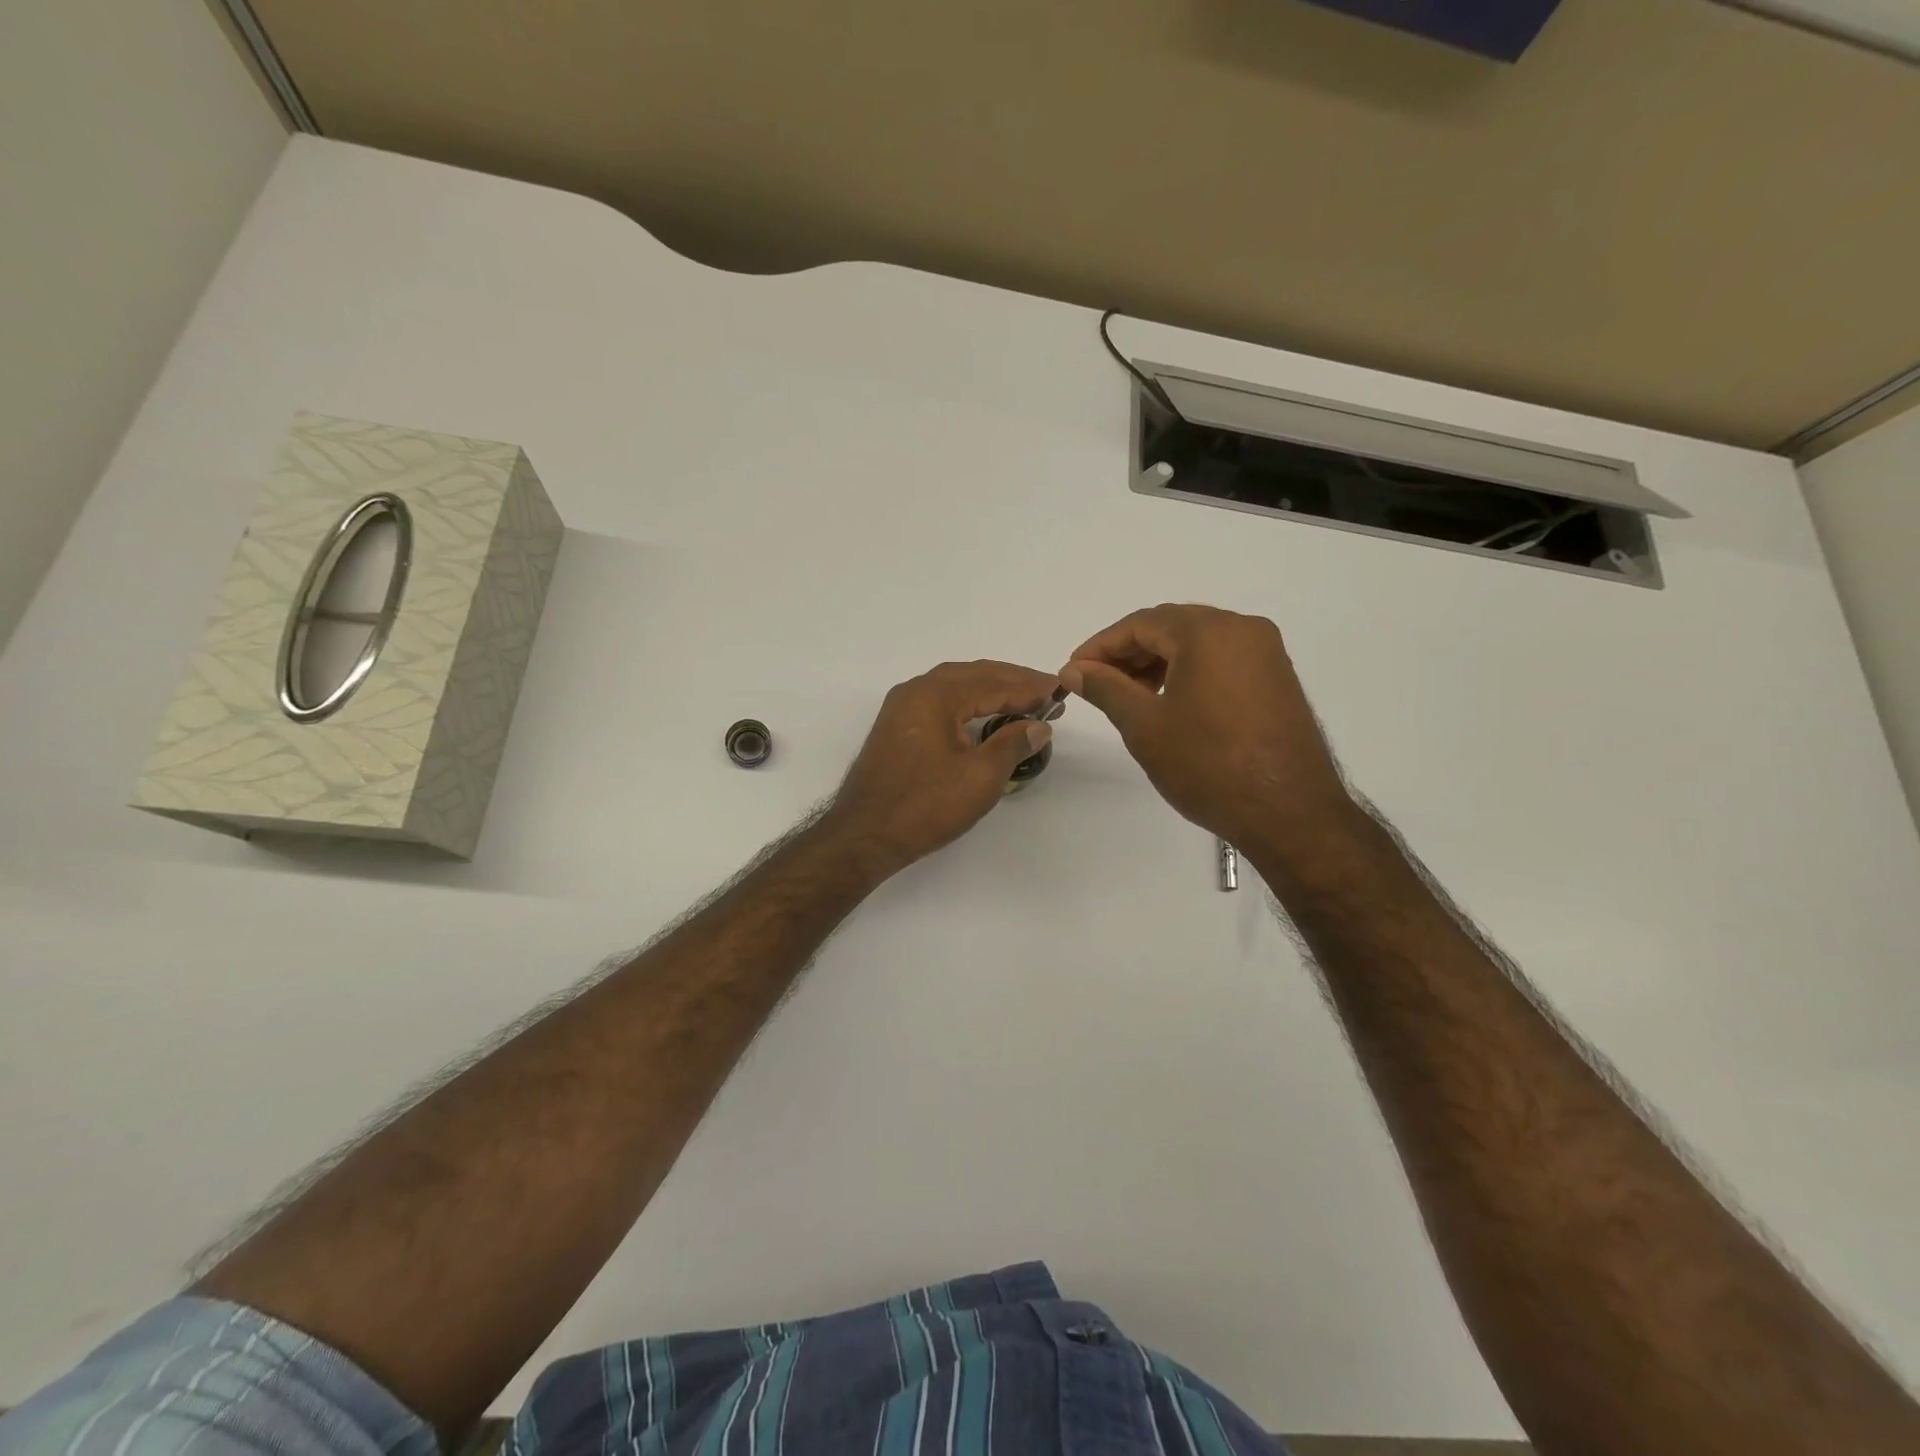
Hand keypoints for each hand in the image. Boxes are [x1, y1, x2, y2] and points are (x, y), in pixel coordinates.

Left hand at [824, 660, 1058, 873]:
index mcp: (935, 695)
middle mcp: (915, 692)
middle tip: (1045, 690)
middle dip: (1011, 681)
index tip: (1058, 691)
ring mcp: (901, 709)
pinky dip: (968, 703)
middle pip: (972, 675)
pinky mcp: (896, 729)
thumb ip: (1013, 744)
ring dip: (989, 689)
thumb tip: (1039, 725)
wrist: (864, 836)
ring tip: (1022, 699)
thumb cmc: (925, 806)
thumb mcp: (980, 777)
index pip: (992, 683)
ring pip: (954, 686)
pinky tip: (983, 715)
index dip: (1028, 688)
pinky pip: (939, 702)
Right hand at [1061, 604, 1354, 854]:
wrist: (1289, 813)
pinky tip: (1169, 702)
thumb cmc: (1208, 766)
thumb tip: (1074, 670)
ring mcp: (1266, 653)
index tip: (1073, 671)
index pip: (1141, 623)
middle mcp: (1243, 629)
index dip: (1101, 646)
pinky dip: (1189, 672)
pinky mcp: (1277, 678)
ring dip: (1158, 662)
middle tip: (1096, 683)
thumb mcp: (1145, 726)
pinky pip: (1222, 660)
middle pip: (1171, 627)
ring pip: (1198, 643)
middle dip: (1129, 653)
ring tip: (1129, 696)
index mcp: (1209, 631)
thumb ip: (1106, 689)